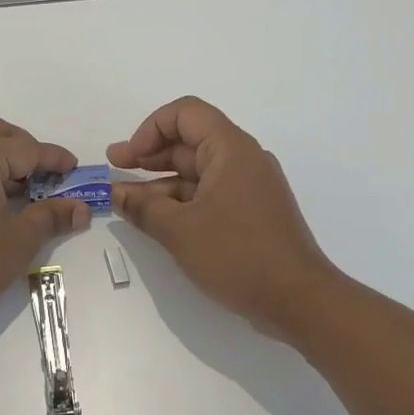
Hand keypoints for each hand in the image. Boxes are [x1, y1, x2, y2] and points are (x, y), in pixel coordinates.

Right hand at [109, 97, 339, 343]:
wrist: (299, 301)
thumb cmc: (238, 255)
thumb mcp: (180, 231)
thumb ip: (143, 208)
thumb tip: (116, 194)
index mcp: (230, 149)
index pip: (185, 113)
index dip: (149, 129)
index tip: (127, 158)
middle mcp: (242, 159)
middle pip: (188, 141)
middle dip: (148, 154)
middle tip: (113, 169)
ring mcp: (249, 187)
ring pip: (196, 172)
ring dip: (159, 183)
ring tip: (125, 202)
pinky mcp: (250, 213)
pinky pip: (208, 194)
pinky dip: (180, 201)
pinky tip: (155, 219)